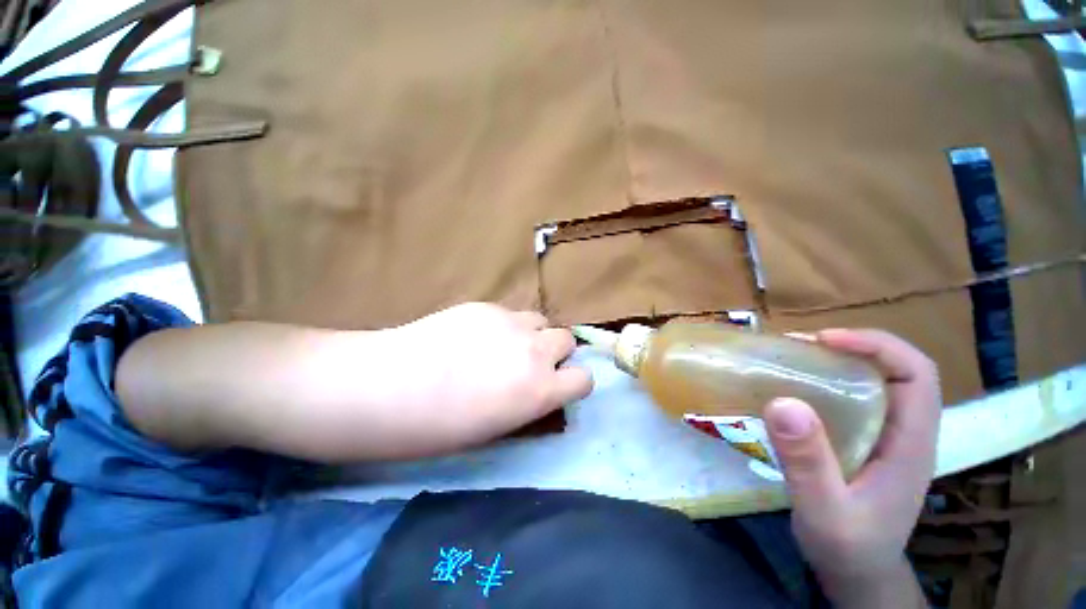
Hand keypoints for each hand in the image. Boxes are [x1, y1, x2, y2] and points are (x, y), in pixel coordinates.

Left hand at [384, 303, 592, 449]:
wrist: (390, 386)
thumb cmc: (440, 427)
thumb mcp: (497, 427)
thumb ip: (529, 402)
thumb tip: (540, 390)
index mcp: (541, 390)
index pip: (584, 378)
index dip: (574, 381)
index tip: (559, 384)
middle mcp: (535, 351)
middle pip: (567, 338)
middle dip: (555, 351)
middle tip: (530, 362)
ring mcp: (511, 323)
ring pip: (540, 320)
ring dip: (532, 334)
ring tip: (505, 345)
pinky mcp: (487, 306)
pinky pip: (509, 313)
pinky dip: (504, 325)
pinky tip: (475, 336)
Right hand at [763, 330, 939, 596]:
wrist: (856, 573)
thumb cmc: (847, 547)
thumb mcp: (824, 511)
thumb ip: (807, 462)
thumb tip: (783, 402)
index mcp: (910, 444)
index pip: (916, 374)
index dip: (876, 346)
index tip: (824, 340)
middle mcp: (905, 432)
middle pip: (896, 370)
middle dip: (852, 347)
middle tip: (798, 346)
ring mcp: (886, 437)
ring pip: (874, 381)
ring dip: (836, 361)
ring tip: (792, 359)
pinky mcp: (865, 441)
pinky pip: (853, 398)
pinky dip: (826, 382)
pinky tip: (795, 388)